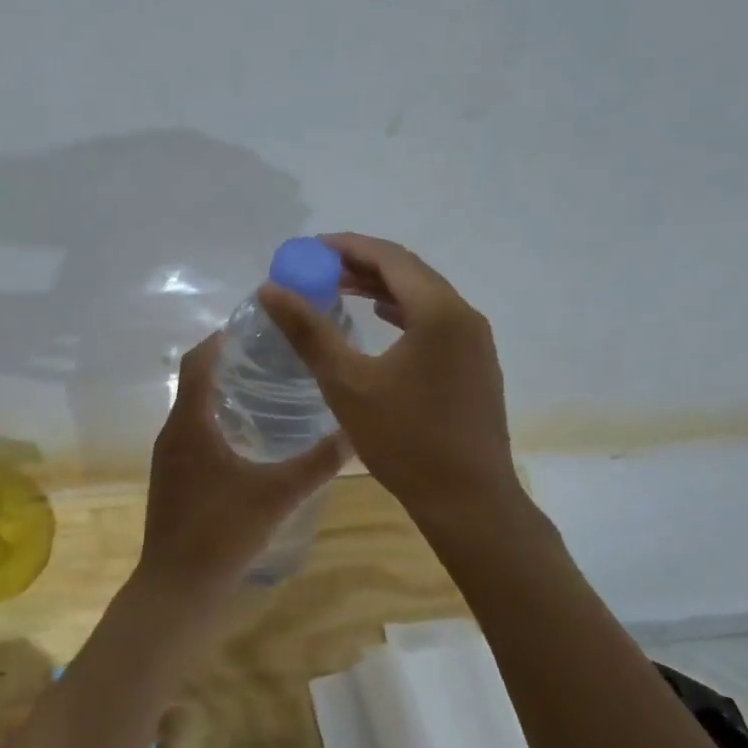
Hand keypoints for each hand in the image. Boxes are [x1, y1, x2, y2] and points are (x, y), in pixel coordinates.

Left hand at [137, 333, 346, 602]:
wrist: (176, 590)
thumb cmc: (221, 533)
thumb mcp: (278, 495)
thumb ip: (317, 463)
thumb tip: (354, 431)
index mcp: (190, 423)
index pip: (198, 360)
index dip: (223, 337)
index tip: (259, 326)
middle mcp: (173, 431)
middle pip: (197, 380)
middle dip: (231, 362)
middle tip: (276, 356)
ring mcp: (169, 457)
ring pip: (195, 408)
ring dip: (224, 392)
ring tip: (270, 389)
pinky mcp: (173, 478)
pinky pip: (194, 432)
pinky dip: (218, 420)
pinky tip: (252, 439)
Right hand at [260, 233, 516, 523]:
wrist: (469, 500)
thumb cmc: (405, 440)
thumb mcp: (347, 383)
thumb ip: (309, 331)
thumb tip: (271, 289)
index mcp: (438, 311)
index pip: (389, 258)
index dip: (347, 246)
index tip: (310, 248)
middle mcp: (464, 315)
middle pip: (409, 272)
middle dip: (362, 264)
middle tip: (319, 268)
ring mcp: (476, 341)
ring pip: (424, 296)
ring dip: (382, 288)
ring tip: (340, 290)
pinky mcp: (476, 363)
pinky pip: (436, 320)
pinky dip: (403, 311)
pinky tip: (381, 321)